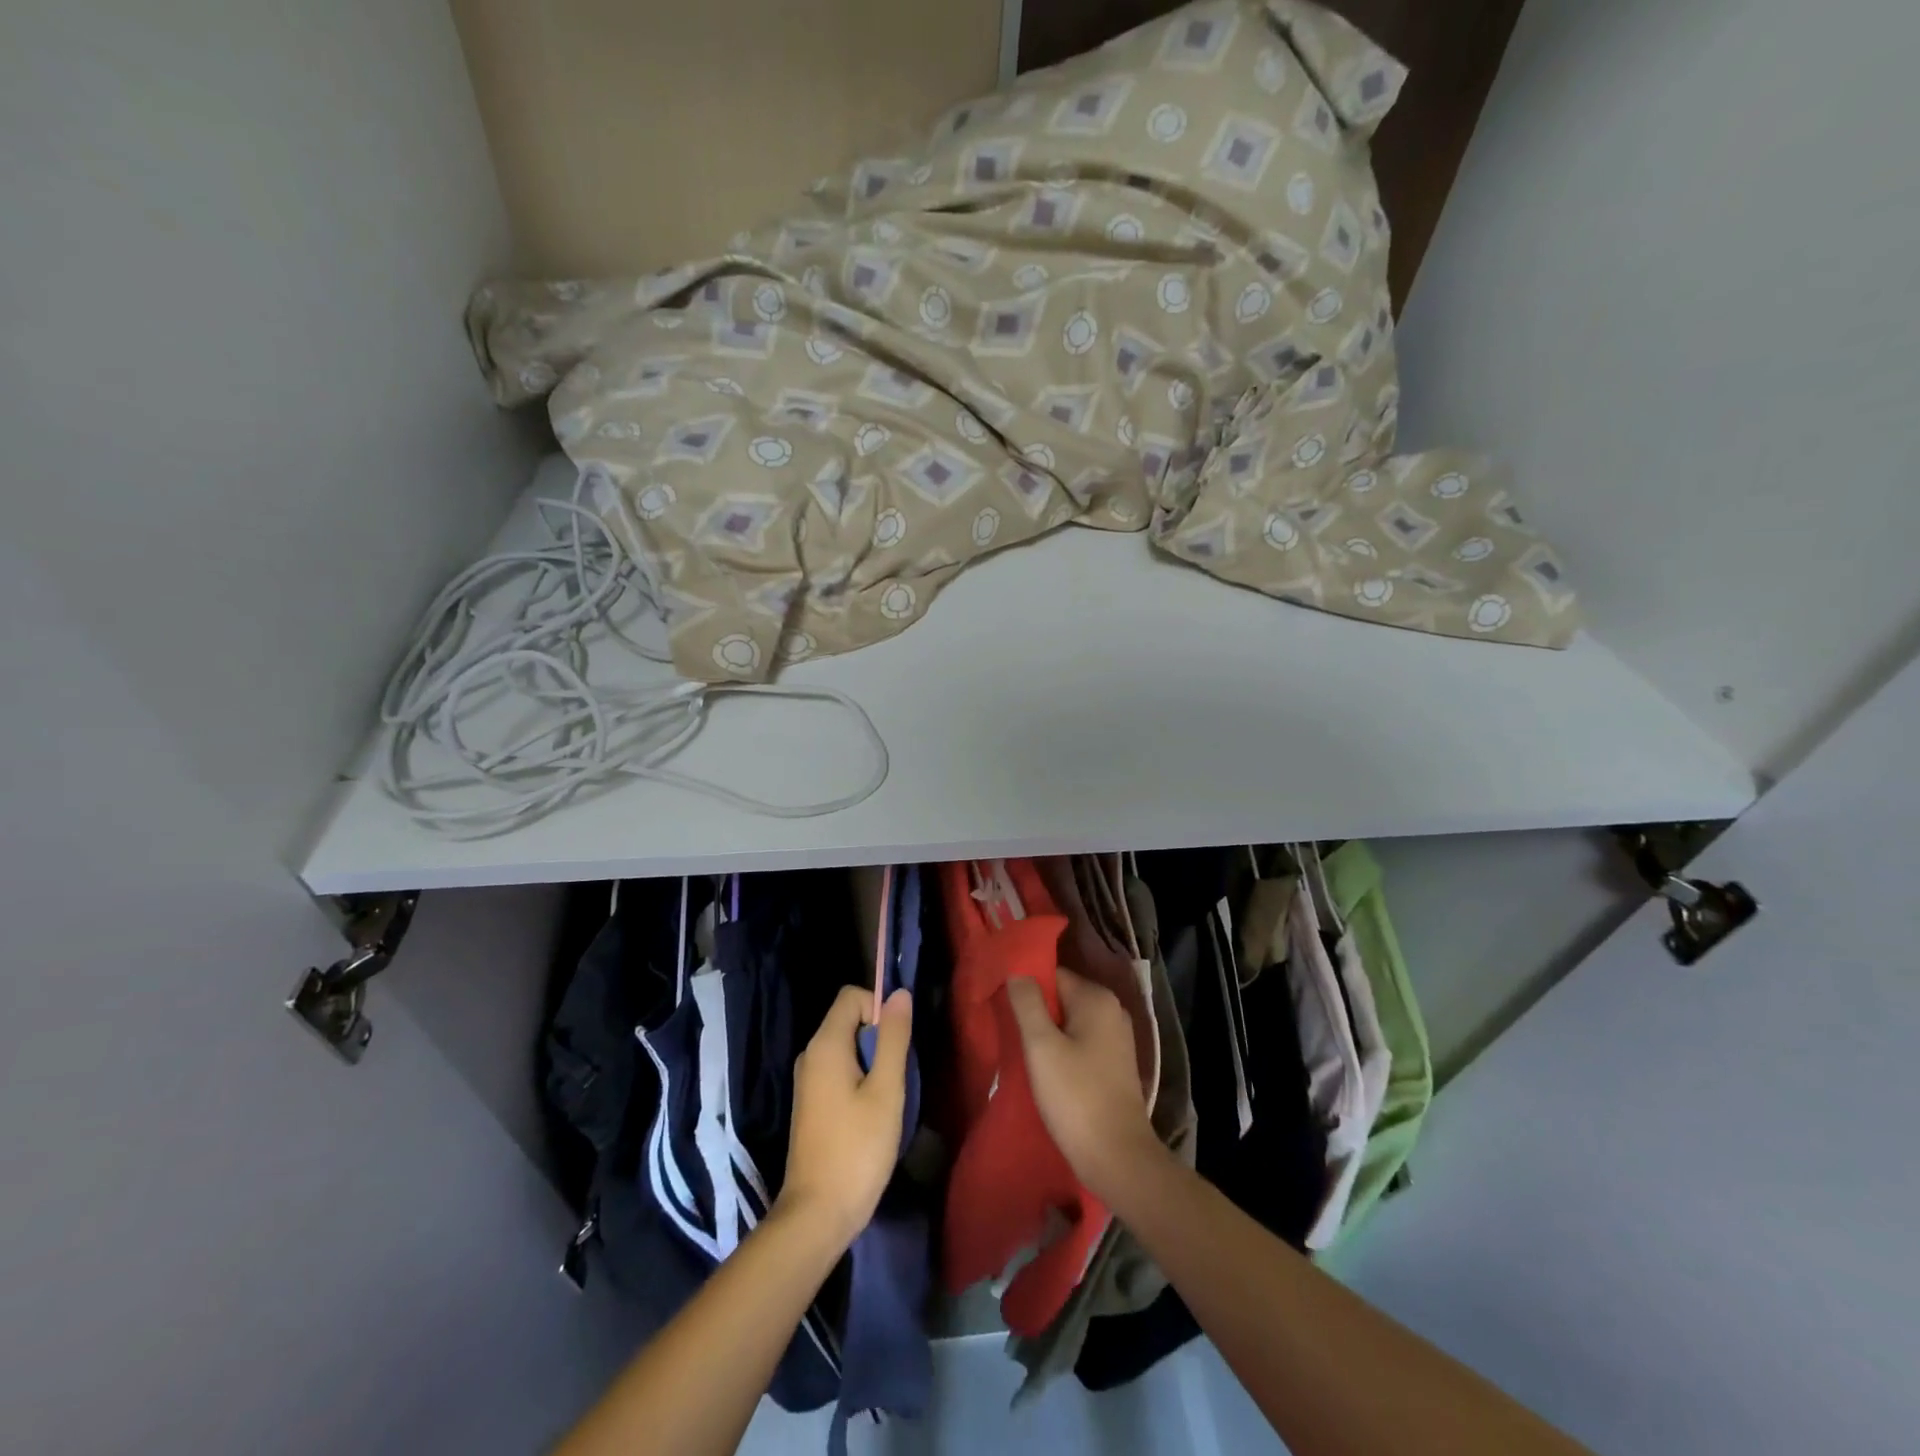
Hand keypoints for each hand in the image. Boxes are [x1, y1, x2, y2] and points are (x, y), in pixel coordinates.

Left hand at [776, 985, 912, 1247]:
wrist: (817, 1214)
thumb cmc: (857, 1149)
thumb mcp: (886, 1090)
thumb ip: (894, 1038)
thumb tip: (899, 993)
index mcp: (825, 1045)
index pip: (852, 996)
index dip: (879, 1008)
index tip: (897, 1044)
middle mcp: (810, 1055)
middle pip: (849, 1020)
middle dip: (878, 1036)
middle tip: (897, 1075)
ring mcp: (807, 1080)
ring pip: (846, 1047)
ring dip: (872, 1061)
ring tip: (888, 1097)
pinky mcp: (811, 1102)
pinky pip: (839, 1070)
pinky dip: (859, 1079)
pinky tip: (872, 1113)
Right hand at [1007, 968, 1164, 1203]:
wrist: (1118, 1158)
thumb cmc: (1076, 1097)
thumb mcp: (1041, 1046)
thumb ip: (1027, 1003)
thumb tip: (1017, 971)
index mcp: (1096, 998)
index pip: (1052, 975)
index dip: (1026, 989)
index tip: (1003, 1009)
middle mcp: (1112, 1010)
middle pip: (1062, 997)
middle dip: (1036, 1012)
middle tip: (1010, 1033)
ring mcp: (1117, 1038)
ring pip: (1070, 1022)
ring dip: (1047, 1035)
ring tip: (1024, 1054)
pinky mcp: (1116, 1064)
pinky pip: (1081, 1043)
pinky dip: (1063, 1050)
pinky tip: (1046, 1071)